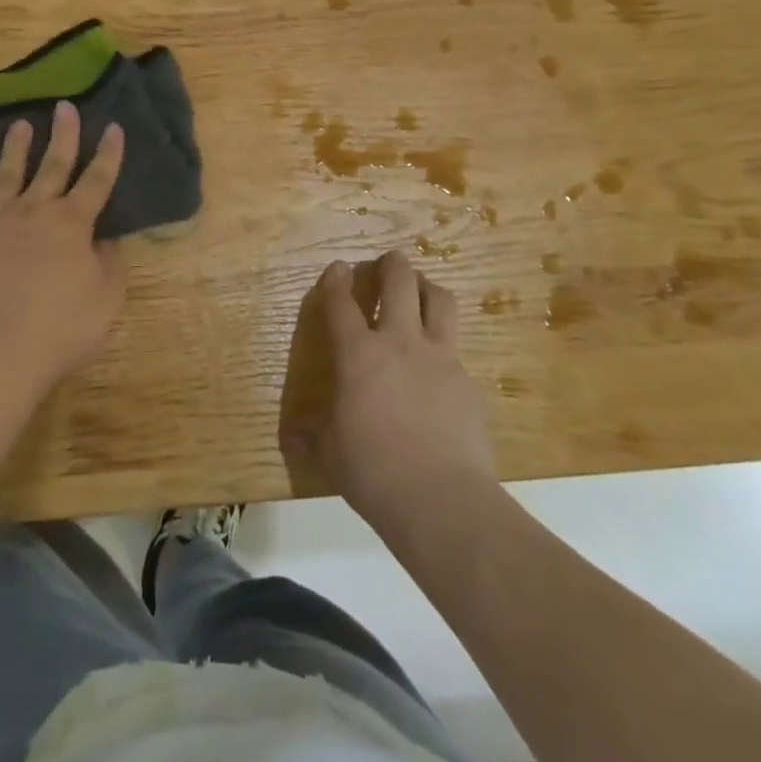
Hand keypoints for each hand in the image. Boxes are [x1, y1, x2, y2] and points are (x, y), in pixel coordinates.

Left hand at [0, 101, 126, 394]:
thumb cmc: (60, 328)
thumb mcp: (106, 299)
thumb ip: (110, 263)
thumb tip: (107, 238)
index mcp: (72, 223)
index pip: (97, 180)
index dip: (108, 154)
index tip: (113, 127)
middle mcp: (34, 212)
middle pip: (52, 165)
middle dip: (62, 134)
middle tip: (64, 106)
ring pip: (7, 176)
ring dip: (15, 149)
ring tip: (19, 125)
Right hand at [285, 251, 493, 532]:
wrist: (441, 498)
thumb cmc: (372, 470)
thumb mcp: (330, 453)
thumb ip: (312, 437)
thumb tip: (292, 438)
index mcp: (358, 354)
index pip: (341, 302)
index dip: (336, 280)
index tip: (337, 268)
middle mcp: (400, 342)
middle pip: (399, 281)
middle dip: (391, 264)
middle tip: (387, 262)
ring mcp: (440, 358)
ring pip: (440, 300)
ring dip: (428, 288)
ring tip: (421, 291)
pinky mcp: (468, 382)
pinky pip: (457, 350)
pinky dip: (446, 347)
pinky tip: (441, 368)